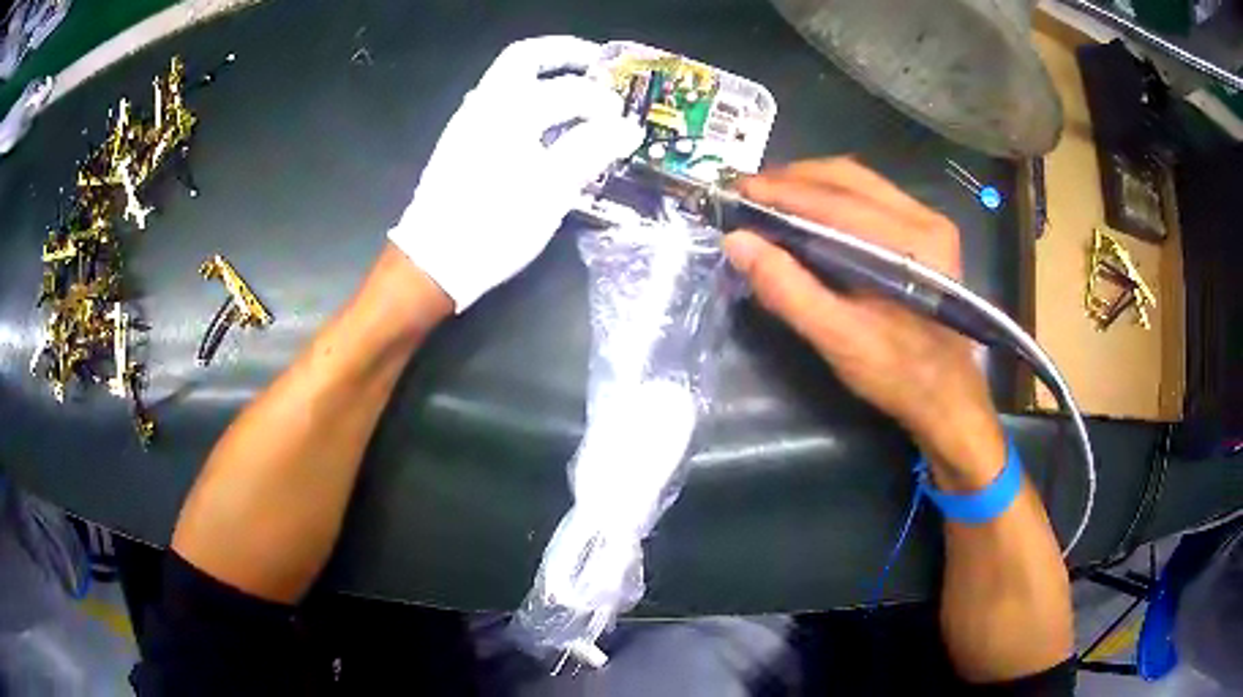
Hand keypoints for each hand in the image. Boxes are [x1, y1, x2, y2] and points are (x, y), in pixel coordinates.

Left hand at [388, 36, 642, 311]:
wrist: (434, 261)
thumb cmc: (494, 227)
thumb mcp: (551, 192)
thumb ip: (590, 150)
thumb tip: (628, 128)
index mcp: (510, 112)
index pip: (569, 90)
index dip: (603, 102)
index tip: (624, 121)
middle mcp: (485, 104)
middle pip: (526, 56)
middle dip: (566, 54)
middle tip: (597, 66)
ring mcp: (467, 120)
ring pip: (508, 76)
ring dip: (545, 73)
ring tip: (577, 92)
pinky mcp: (459, 139)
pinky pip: (497, 99)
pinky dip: (526, 95)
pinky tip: (543, 122)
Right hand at [723, 158, 1004, 489]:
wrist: (947, 396)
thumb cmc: (897, 373)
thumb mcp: (838, 338)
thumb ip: (788, 289)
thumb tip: (737, 242)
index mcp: (910, 243)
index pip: (835, 201)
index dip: (780, 191)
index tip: (736, 192)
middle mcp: (923, 218)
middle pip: (847, 177)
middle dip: (792, 179)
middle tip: (748, 192)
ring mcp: (928, 220)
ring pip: (858, 181)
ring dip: (810, 182)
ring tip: (769, 197)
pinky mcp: (926, 230)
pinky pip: (871, 195)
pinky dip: (832, 195)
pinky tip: (807, 209)